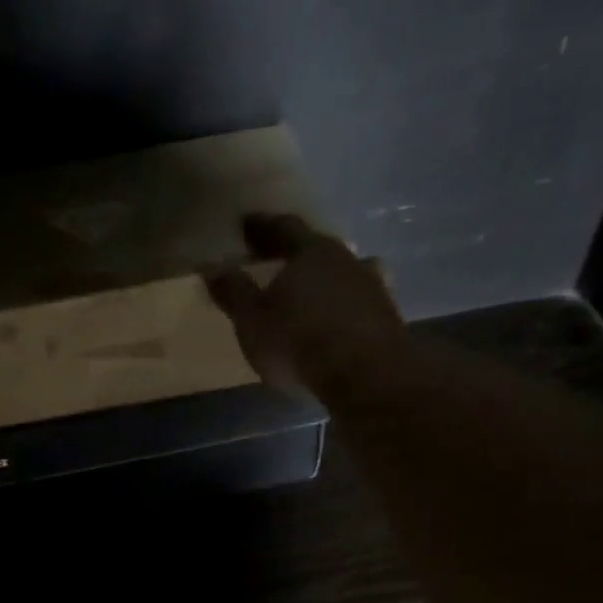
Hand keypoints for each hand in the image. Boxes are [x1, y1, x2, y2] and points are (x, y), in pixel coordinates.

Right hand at [204, 213, 404, 392]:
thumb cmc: (300, 343)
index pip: (283, 228)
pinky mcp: (388, 319)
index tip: (246, 225)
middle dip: (297, 254)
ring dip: (326, 281)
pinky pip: (358, 305)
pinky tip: (336, 323)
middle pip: (318, 249)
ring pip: (343, 274)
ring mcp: (373, 288)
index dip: (262, 226)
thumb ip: (234, 293)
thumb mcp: (253, 322)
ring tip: (309, 293)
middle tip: (278, 259)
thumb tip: (214, 269)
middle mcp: (346, 260)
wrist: (367, 378)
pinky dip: (344, 309)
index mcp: (310, 252)